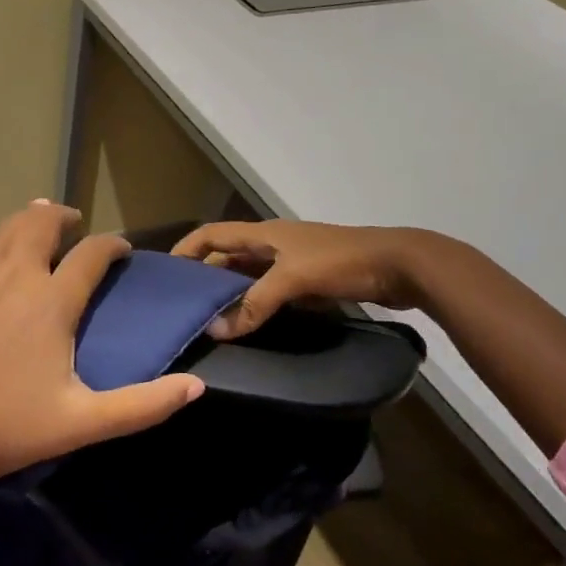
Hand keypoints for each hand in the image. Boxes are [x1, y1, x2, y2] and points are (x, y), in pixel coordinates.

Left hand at [0, 201, 204, 510]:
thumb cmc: (11, 430)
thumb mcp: (85, 422)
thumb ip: (144, 404)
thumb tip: (196, 386)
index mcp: (50, 302)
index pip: (91, 254)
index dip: (112, 245)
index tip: (122, 249)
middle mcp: (13, 277)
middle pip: (41, 223)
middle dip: (64, 216)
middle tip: (76, 224)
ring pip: (6, 229)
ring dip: (29, 222)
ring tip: (41, 228)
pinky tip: (0, 260)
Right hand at [171, 220, 422, 338]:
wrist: (400, 265)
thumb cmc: (342, 261)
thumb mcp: (293, 279)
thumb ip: (255, 303)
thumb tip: (216, 331)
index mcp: (264, 234)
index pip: (212, 234)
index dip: (187, 249)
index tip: (164, 274)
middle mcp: (272, 245)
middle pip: (227, 256)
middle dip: (204, 277)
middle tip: (182, 306)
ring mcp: (291, 263)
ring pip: (249, 277)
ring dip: (229, 294)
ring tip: (207, 320)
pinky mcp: (309, 282)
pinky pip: (271, 292)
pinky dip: (255, 305)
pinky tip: (247, 325)